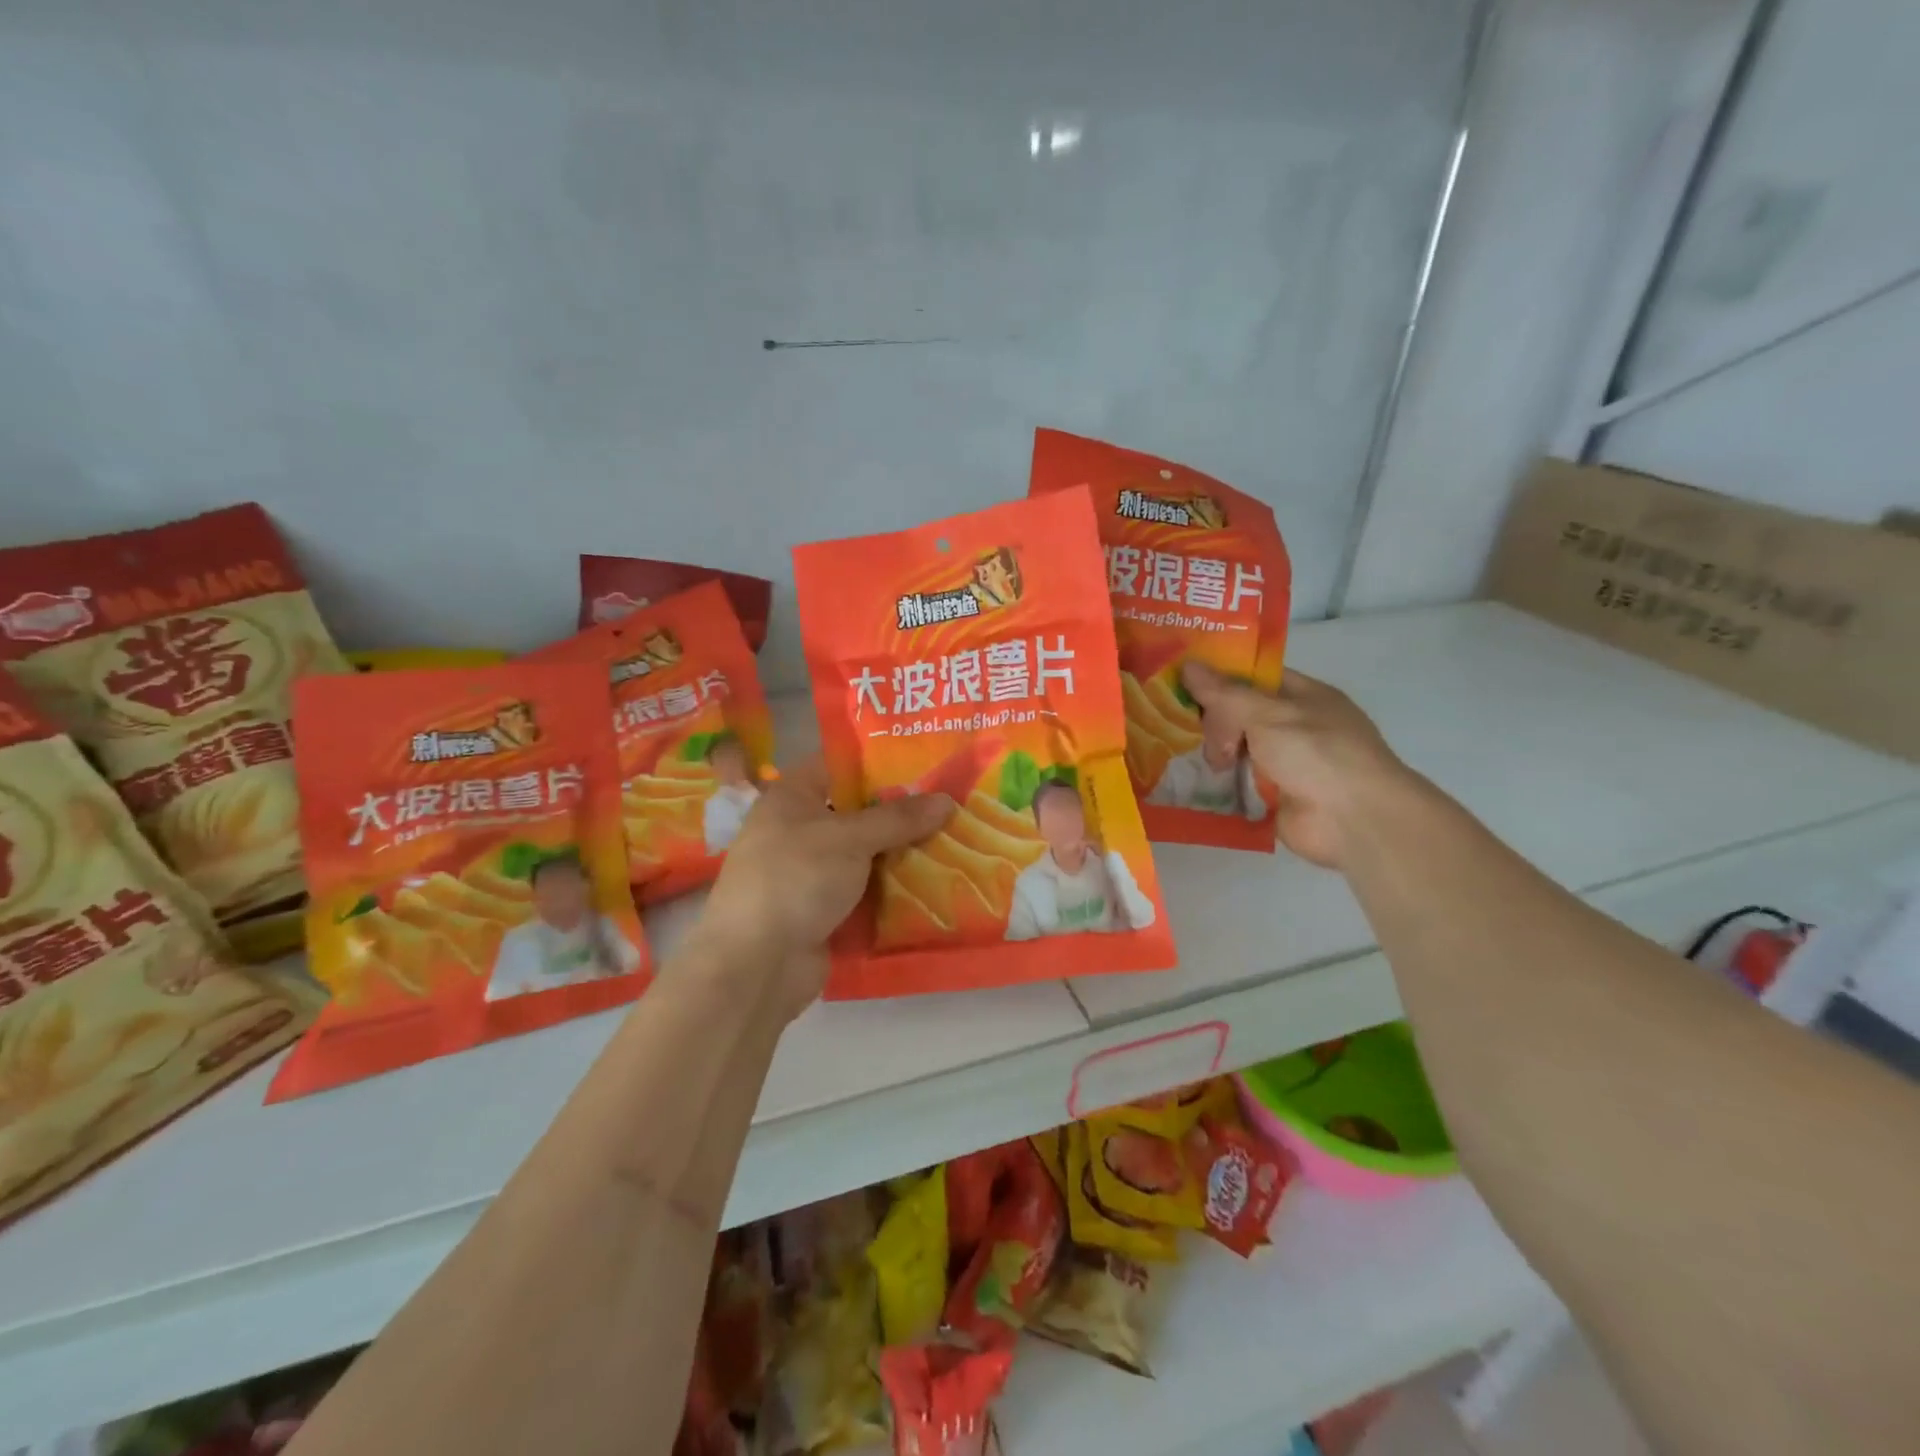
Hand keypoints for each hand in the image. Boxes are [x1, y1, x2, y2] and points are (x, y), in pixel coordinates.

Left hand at [695, 757, 954, 1014]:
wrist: (757, 964)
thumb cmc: (796, 878)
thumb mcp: (850, 838)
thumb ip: (899, 818)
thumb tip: (947, 800)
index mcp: (792, 796)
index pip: (840, 764)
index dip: (881, 761)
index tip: (927, 761)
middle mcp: (798, 829)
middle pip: (858, 811)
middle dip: (902, 811)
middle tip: (952, 803)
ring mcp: (810, 872)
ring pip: (865, 853)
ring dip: (901, 852)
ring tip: (954, 840)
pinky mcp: (822, 909)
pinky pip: (864, 890)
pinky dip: (891, 888)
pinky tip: (933, 883)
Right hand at [1180, 661, 1420, 869]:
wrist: (1353, 820)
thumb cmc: (1316, 753)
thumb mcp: (1267, 714)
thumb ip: (1225, 693)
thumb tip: (1188, 667)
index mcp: (1303, 696)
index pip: (1254, 676)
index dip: (1220, 675)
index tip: (1182, 679)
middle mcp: (1295, 726)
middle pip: (1241, 713)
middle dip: (1214, 720)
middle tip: (1193, 732)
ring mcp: (1285, 763)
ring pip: (1237, 749)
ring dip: (1214, 753)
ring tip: (1193, 759)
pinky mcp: (1274, 797)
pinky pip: (1238, 783)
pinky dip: (1218, 783)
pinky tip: (1191, 781)